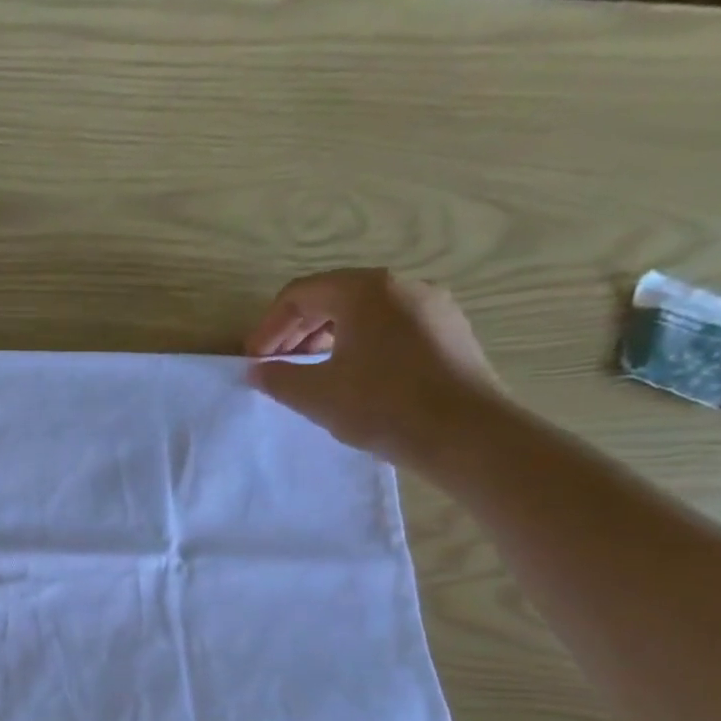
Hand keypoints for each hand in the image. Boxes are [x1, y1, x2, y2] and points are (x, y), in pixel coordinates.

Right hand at [244, 268, 503, 467]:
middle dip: (296, 331)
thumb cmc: (382, 406)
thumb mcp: (315, 394)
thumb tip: (257, 369)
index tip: (254, 361)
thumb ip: (278, 377)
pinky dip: (360, 344)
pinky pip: (391, 327)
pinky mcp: (449, 332)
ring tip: (310, 373)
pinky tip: (353, 378)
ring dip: (327, 338)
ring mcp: (432, 307)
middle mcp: (402, 286)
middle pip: (332, 298)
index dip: (268, 327)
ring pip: (363, 313)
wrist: (466, 434)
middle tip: (276, 366)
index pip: (299, 295)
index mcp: (365, 291)